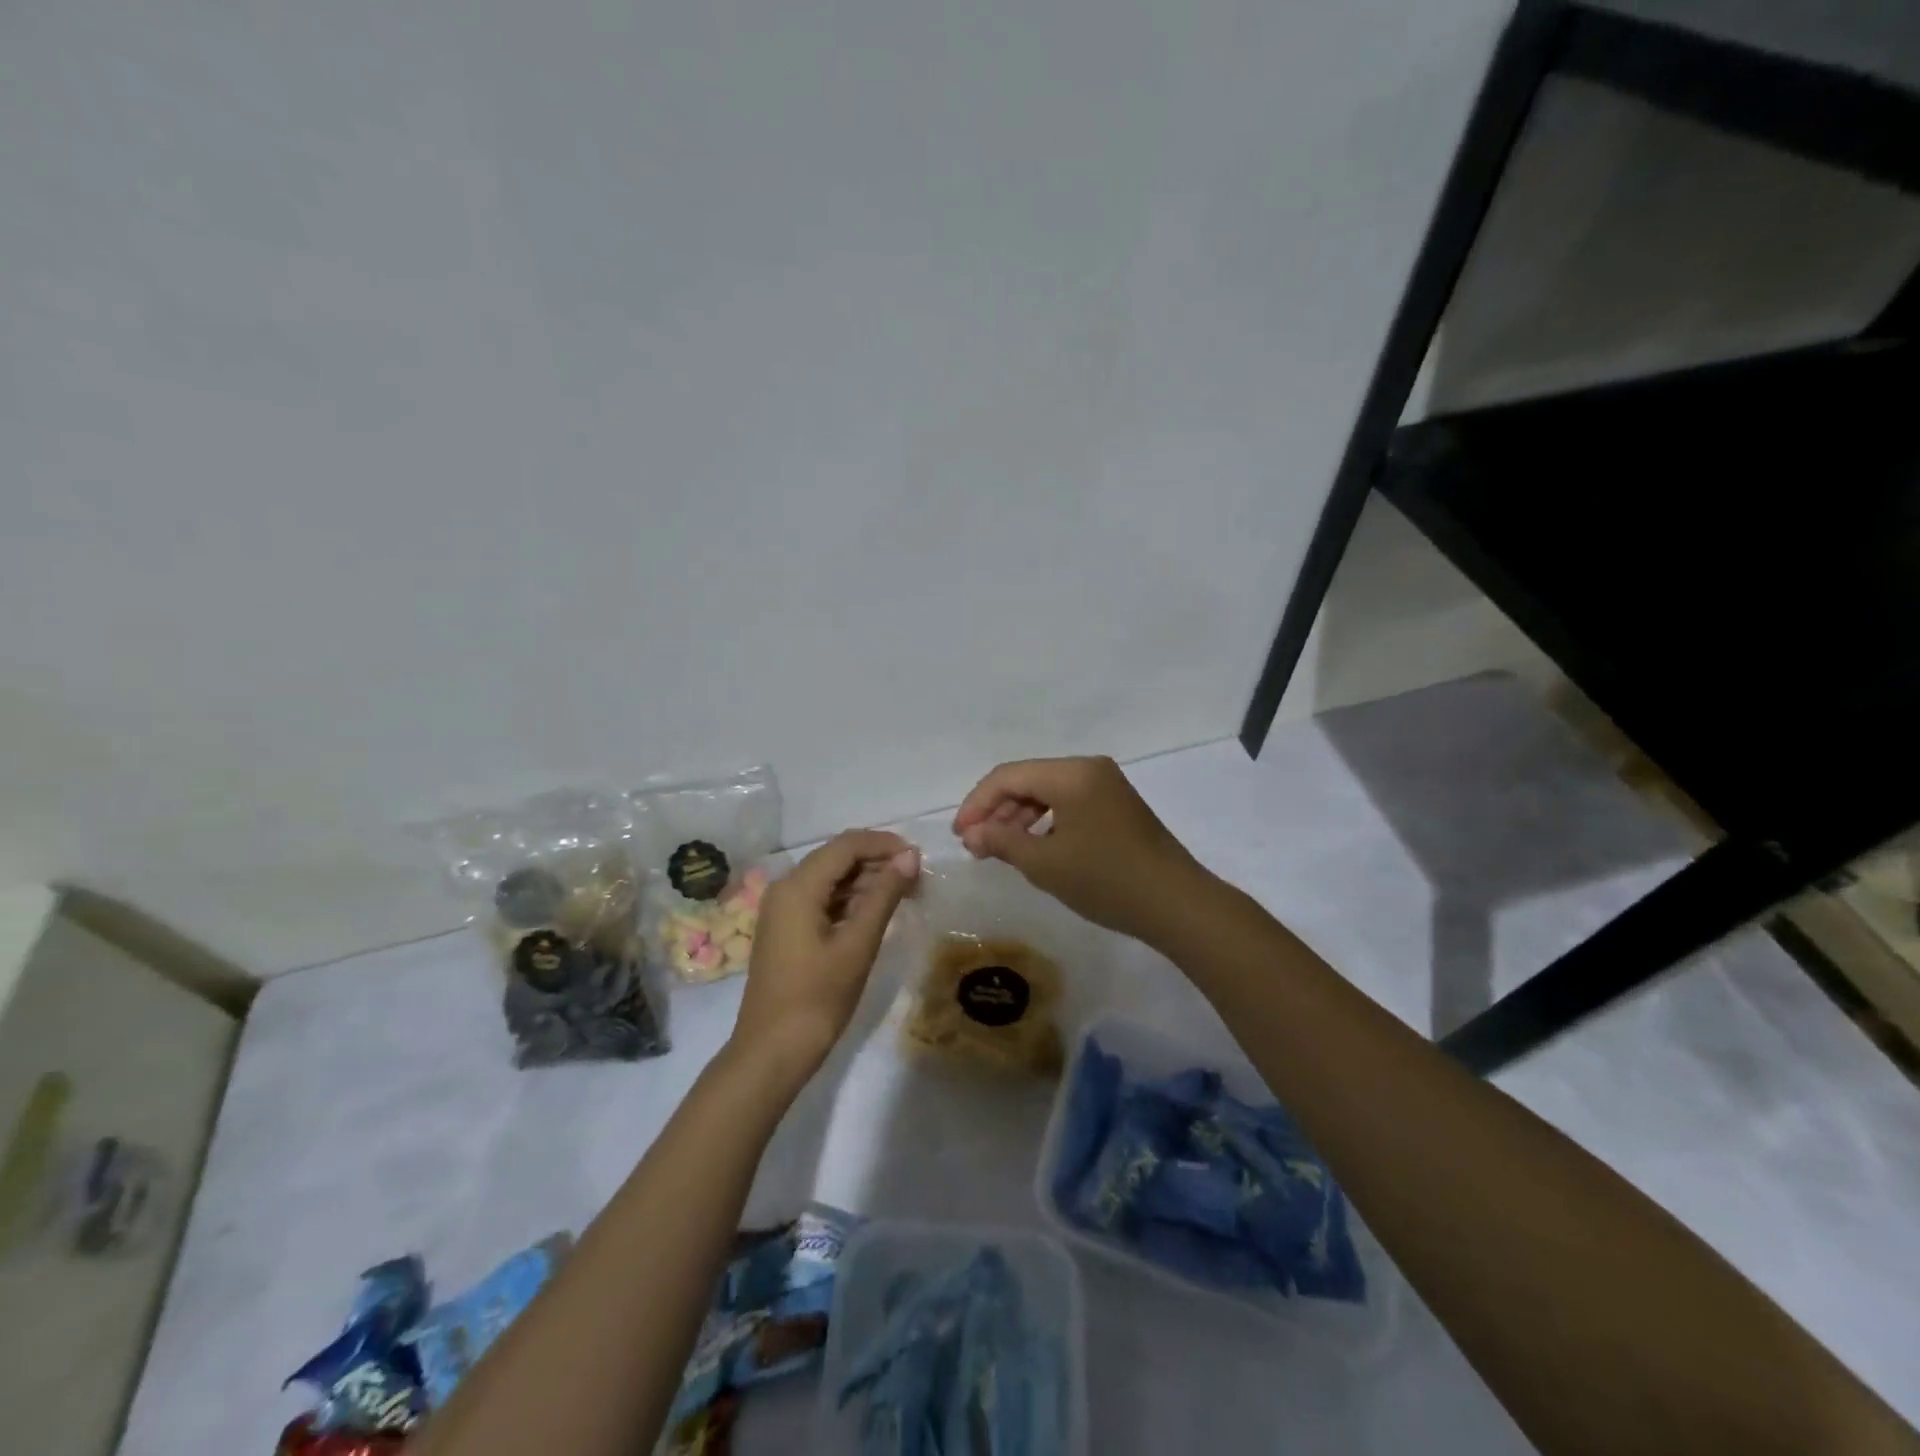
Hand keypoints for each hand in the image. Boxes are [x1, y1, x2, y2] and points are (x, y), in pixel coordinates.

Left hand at [730, 830, 919, 1085]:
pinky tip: (877, 912)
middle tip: (917, 878)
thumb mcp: (858, 944)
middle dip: (878, 861)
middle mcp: (786, 887)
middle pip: (837, 857)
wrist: (771, 1053)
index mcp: (798, 886)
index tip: (919, 857)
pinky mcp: (787, 929)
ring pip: (831, 878)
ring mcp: (783, 909)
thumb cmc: (817, 999)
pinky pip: (822, 899)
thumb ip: (884, 895)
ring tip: (905, 893)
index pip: (846, 845)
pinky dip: (851, 899)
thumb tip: (910, 856)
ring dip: (867, 880)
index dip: (884, 843)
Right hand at [952, 756, 1210, 947]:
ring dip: (1019, 817)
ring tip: (1000, 850)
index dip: (977, 803)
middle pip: (1028, 780)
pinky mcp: (1118, 805)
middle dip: (997, 810)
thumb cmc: (1106, 880)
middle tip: (976, 845)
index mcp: (1071, 773)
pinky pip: (1069, 803)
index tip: (960, 835)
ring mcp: (1107, 786)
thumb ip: (1001, 842)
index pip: (1008, 776)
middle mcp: (1089, 769)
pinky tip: (1035, 848)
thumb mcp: (1045, 864)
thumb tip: (972, 834)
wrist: (1177, 904)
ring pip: (1048, 792)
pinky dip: (1045, 821)